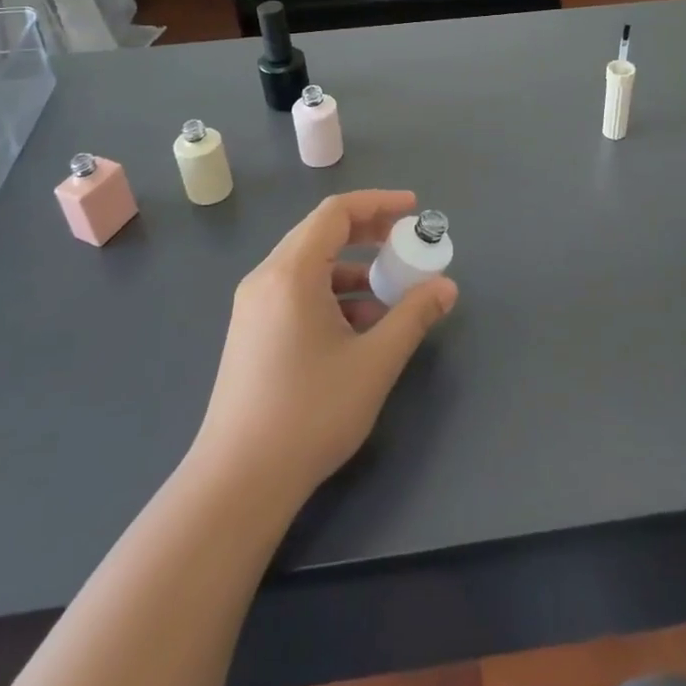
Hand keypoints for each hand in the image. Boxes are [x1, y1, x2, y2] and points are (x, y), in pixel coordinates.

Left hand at [191, 191, 458, 505]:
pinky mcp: (252, 332)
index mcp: (291, 272)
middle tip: (406, 243)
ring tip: (390, 294)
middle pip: (321, 232)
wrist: (239, 481)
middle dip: (368, 233)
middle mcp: (266, 278)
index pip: (336, 212)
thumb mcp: (374, 362)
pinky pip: (297, 292)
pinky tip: (360, 328)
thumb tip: (446, 287)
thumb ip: (413, 316)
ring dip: (352, 269)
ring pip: (309, 266)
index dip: (379, 203)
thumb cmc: (310, 412)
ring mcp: (254, 306)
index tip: (415, 211)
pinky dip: (332, 294)